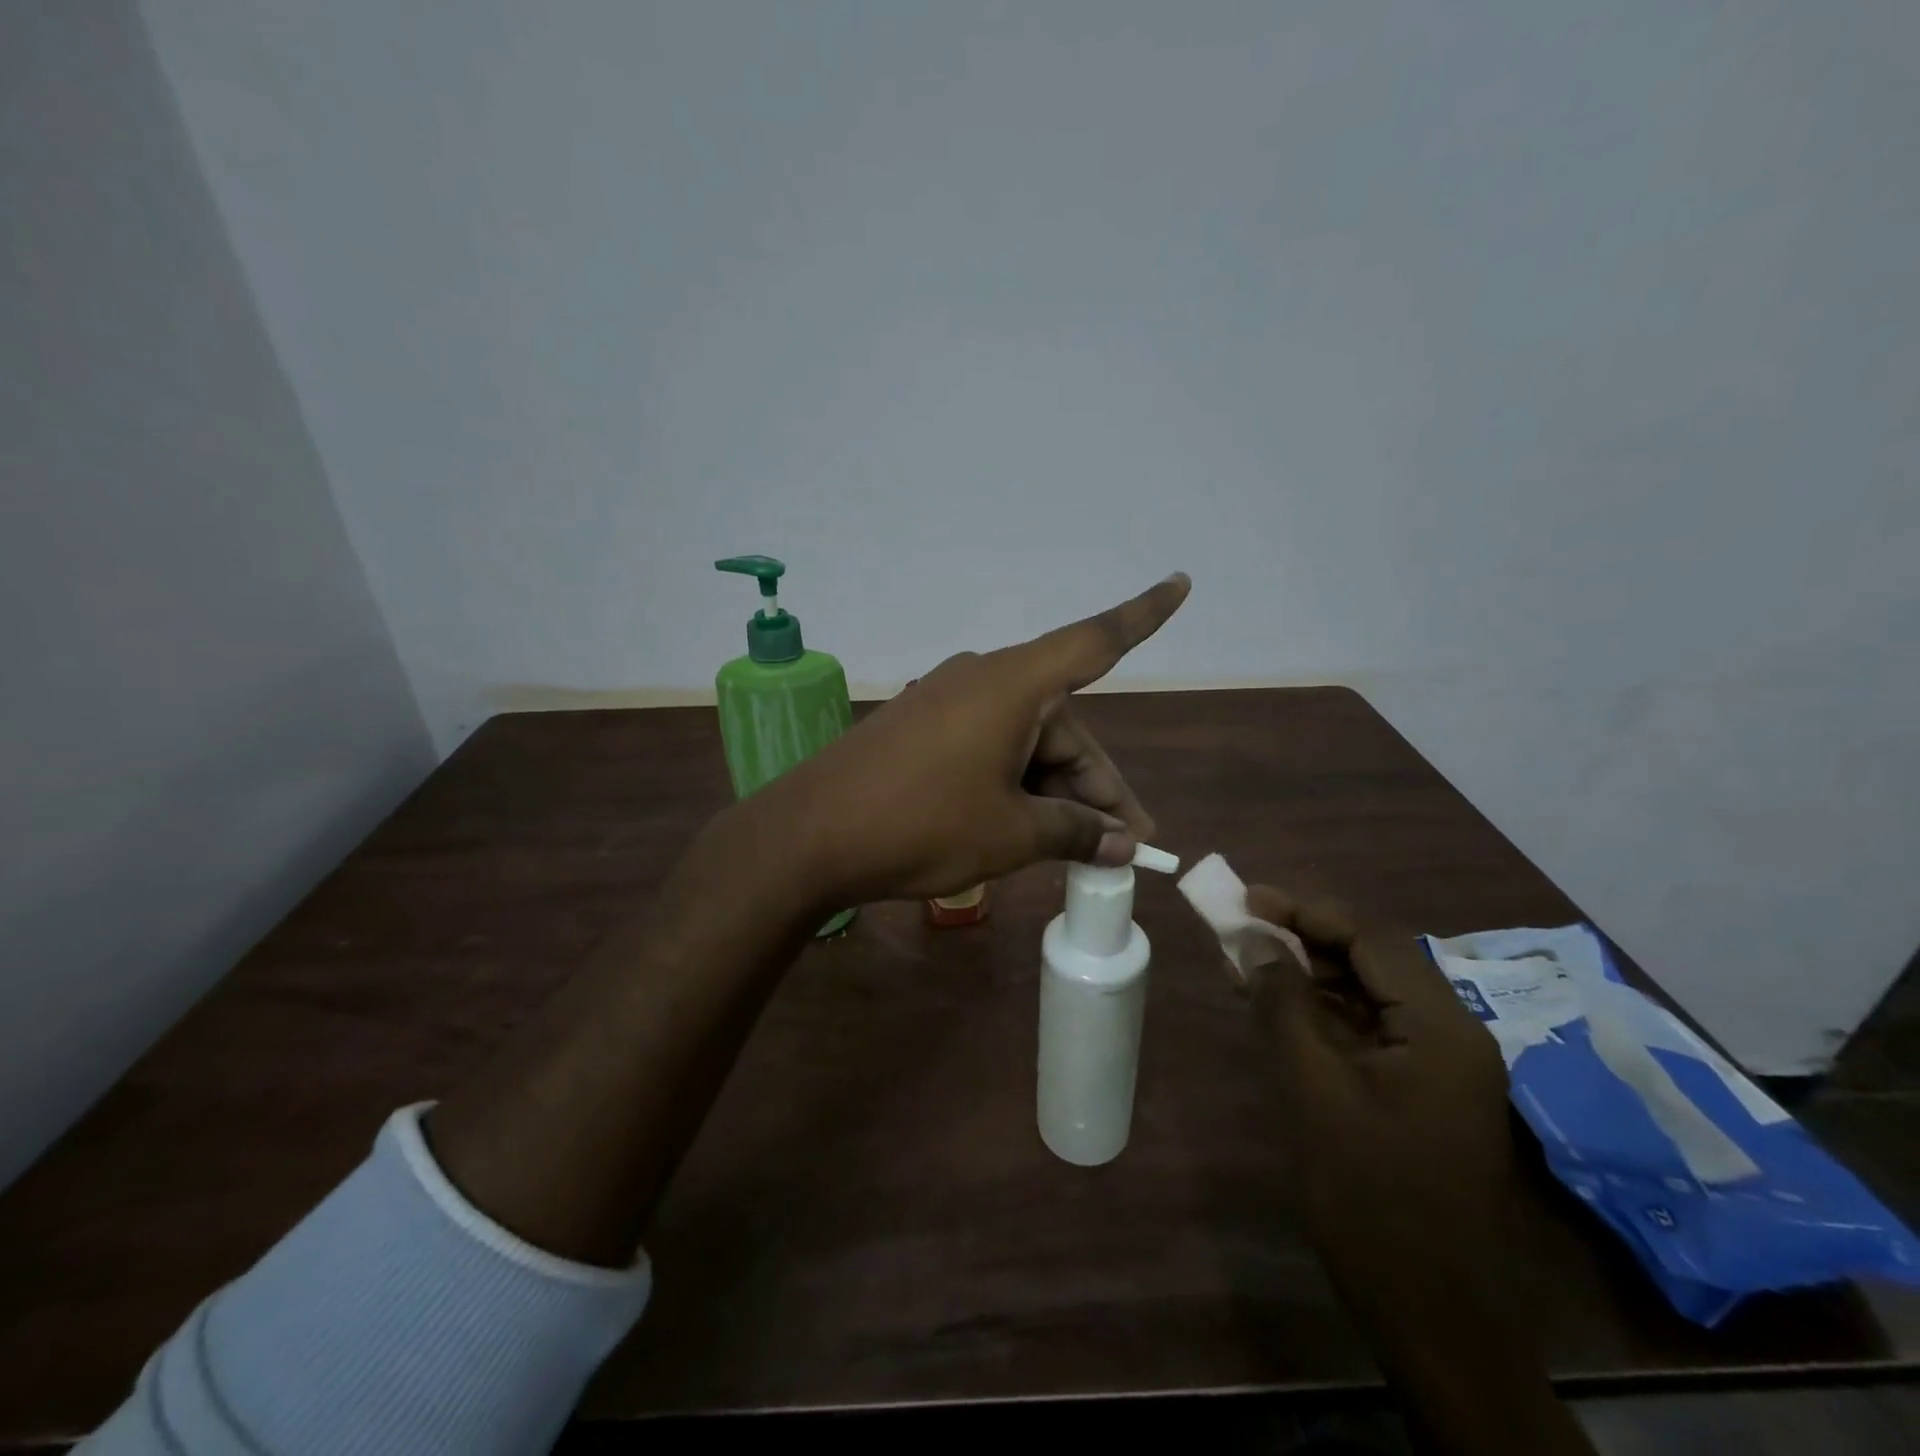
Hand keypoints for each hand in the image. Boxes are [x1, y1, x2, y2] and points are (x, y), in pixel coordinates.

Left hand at [748, 573, 1190, 905]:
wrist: (808, 837)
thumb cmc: (921, 826)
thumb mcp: (1011, 835)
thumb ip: (1074, 832)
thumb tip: (1121, 842)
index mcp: (1014, 685)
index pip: (1095, 642)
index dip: (1145, 615)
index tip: (1182, 583)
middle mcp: (983, 681)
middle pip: (1063, 724)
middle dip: (1094, 786)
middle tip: (1123, 843)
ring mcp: (947, 703)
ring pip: (1026, 742)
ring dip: (1055, 792)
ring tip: (1078, 852)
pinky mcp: (922, 730)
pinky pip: (989, 749)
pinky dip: (1015, 785)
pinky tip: (1027, 830)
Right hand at [1244, 892, 1599, 1455]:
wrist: (1432, 1318)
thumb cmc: (1371, 1198)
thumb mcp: (1314, 1090)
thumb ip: (1283, 1005)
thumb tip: (1255, 940)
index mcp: (1440, 1027)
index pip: (1372, 938)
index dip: (1307, 910)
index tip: (1249, 899)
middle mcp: (1450, 1035)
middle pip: (1373, 960)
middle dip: (1305, 938)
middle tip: (1242, 927)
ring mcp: (1438, 1066)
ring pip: (1367, 993)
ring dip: (1309, 974)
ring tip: (1246, 963)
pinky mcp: (1420, 1093)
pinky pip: (1367, 1030)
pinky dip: (1321, 1012)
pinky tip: (1277, 1009)